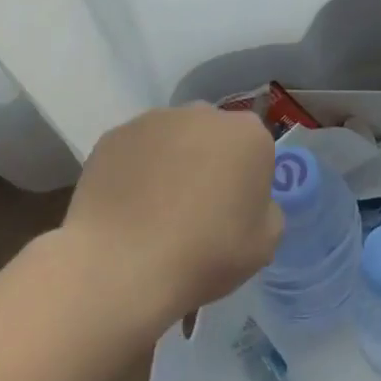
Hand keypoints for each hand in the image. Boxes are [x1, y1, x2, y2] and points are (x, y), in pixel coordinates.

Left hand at [56, 106, 282, 333]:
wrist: (121, 267)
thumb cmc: (206, 253)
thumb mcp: (265, 244)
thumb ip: (266, 211)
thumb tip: (245, 203)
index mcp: (250, 135)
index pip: (256, 151)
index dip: (247, 181)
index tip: (234, 212)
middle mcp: (205, 114)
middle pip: (215, 136)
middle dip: (209, 162)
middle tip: (196, 209)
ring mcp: (155, 120)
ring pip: (173, 139)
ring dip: (171, 162)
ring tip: (154, 210)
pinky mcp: (114, 136)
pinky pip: (135, 151)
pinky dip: (134, 171)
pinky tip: (126, 208)